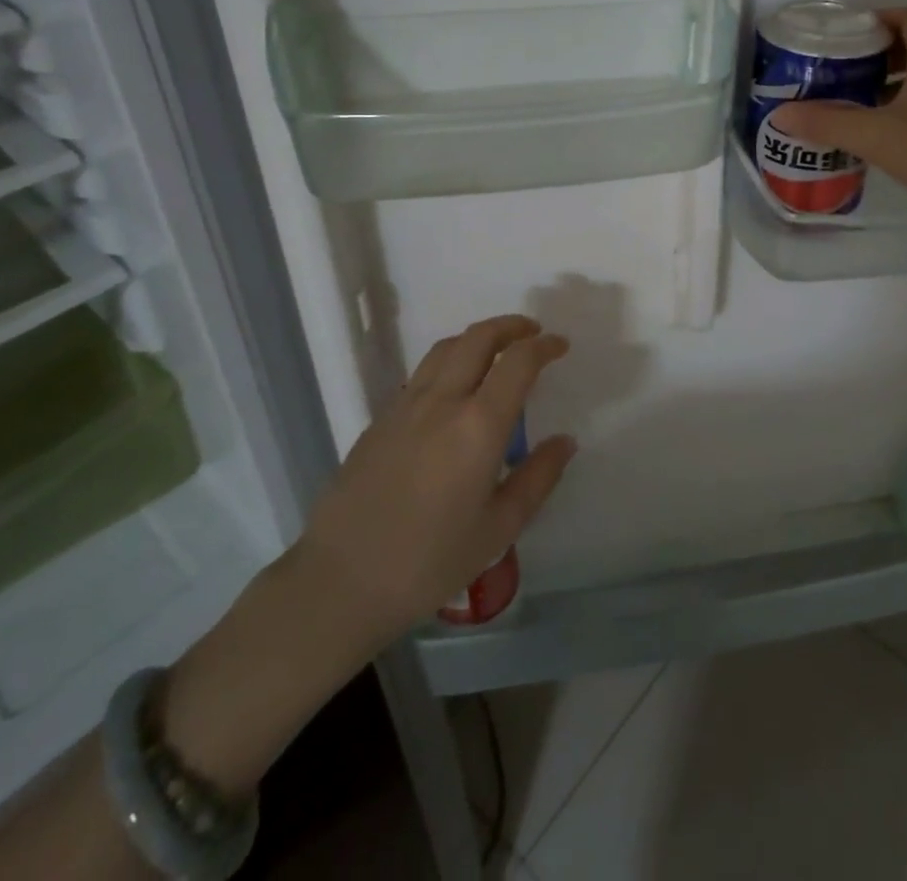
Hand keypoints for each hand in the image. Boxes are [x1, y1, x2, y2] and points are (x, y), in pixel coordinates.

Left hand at [293, 315, 575, 646]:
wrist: (341, 580)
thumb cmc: (430, 561)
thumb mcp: (498, 528)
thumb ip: (538, 478)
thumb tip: (565, 441)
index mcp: (478, 426)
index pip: (517, 362)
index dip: (543, 346)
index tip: (560, 345)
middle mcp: (442, 401)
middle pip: (478, 338)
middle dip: (510, 326)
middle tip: (532, 333)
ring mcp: (405, 406)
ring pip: (446, 348)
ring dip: (477, 337)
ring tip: (496, 351)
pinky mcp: (380, 418)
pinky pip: (422, 372)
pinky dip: (449, 361)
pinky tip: (455, 389)